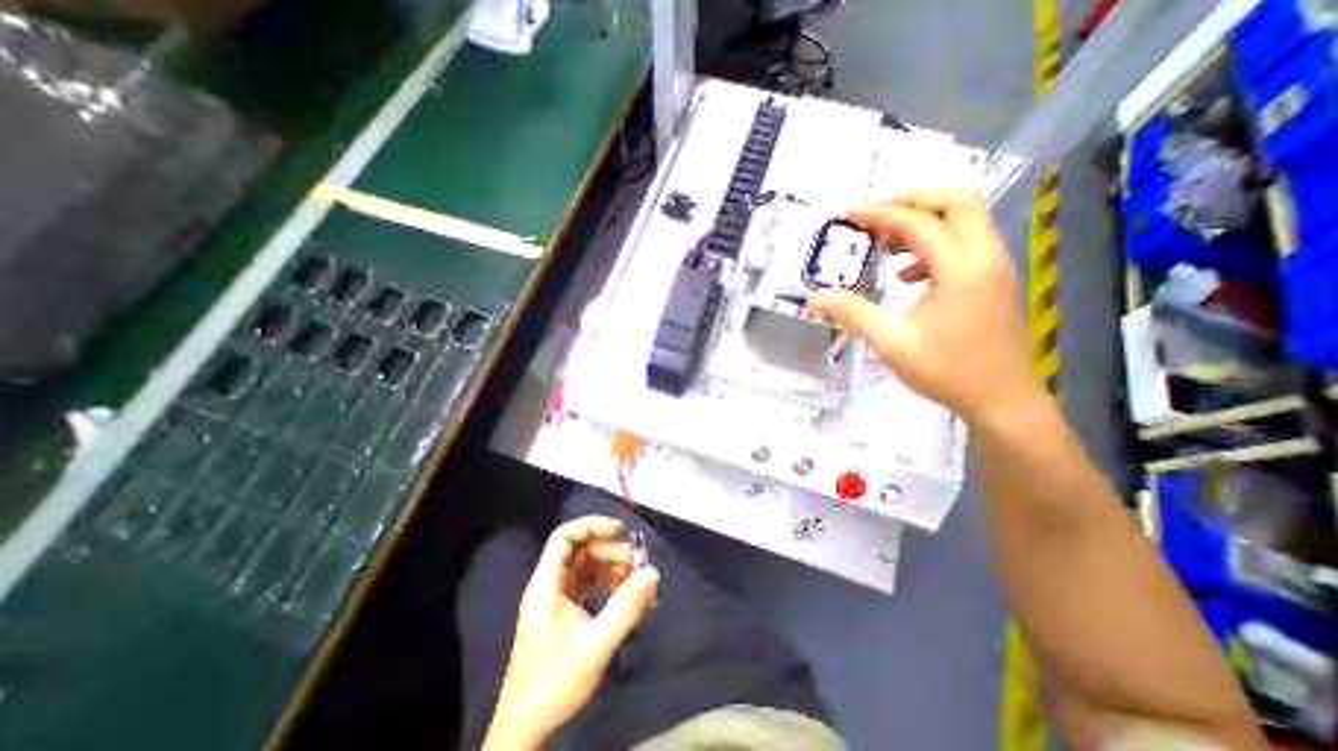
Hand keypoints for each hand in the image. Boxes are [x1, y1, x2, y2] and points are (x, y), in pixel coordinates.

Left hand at [487, 519, 661, 748]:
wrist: (526, 731)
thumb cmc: (555, 682)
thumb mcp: (596, 644)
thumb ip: (625, 607)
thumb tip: (652, 572)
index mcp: (547, 584)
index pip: (565, 537)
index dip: (592, 526)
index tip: (621, 530)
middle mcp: (550, 586)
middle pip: (581, 552)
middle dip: (611, 552)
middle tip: (638, 565)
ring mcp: (557, 601)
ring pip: (587, 569)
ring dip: (613, 570)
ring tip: (639, 583)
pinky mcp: (565, 615)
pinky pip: (590, 588)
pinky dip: (609, 587)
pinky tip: (629, 598)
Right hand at [803, 191, 1044, 426]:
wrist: (1002, 401)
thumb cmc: (947, 372)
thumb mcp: (891, 342)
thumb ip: (852, 313)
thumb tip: (814, 298)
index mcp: (962, 268)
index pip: (918, 223)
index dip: (880, 214)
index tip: (848, 214)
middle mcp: (986, 257)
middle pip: (956, 202)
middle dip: (912, 201)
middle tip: (874, 217)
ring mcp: (996, 267)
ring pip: (965, 220)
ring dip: (925, 221)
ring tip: (886, 245)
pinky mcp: (995, 280)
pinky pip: (966, 244)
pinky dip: (936, 244)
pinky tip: (909, 275)